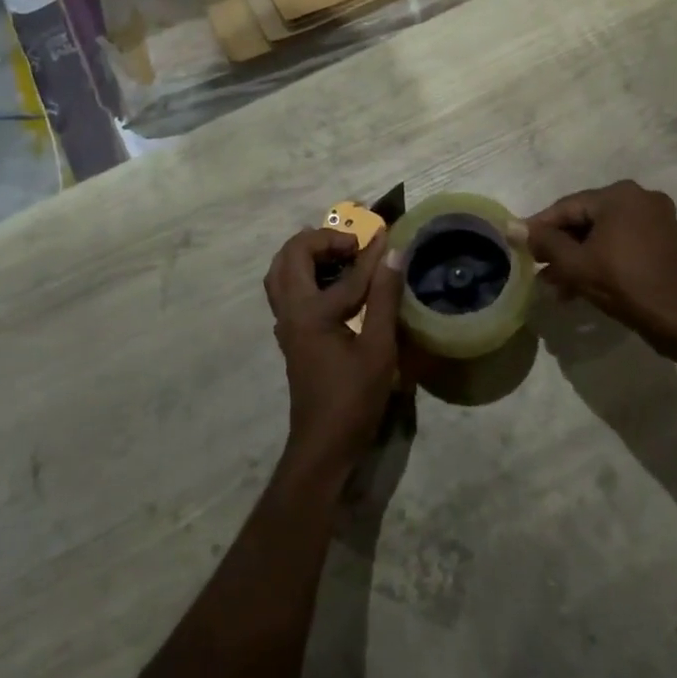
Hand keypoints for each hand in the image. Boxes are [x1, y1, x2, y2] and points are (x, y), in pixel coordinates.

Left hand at [264, 228, 403, 489]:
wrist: (323, 447)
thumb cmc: (353, 400)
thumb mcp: (379, 349)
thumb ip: (385, 298)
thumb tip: (394, 253)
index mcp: (310, 312)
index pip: (345, 271)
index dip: (370, 251)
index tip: (387, 230)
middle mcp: (290, 311)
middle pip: (291, 256)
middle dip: (322, 239)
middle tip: (354, 243)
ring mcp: (286, 324)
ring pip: (282, 272)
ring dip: (306, 253)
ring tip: (340, 253)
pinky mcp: (291, 335)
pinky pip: (287, 288)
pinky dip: (304, 272)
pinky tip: (332, 281)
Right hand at [524, 181, 676, 350]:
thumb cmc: (625, 284)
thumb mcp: (576, 264)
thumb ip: (543, 242)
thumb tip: (512, 227)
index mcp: (619, 195)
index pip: (566, 207)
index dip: (538, 227)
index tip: (518, 245)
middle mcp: (639, 197)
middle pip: (584, 220)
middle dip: (559, 247)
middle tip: (536, 269)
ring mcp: (655, 218)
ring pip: (602, 234)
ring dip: (577, 257)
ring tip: (554, 285)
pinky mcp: (663, 240)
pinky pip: (620, 243)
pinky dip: (600, 259)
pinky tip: (579, 286)